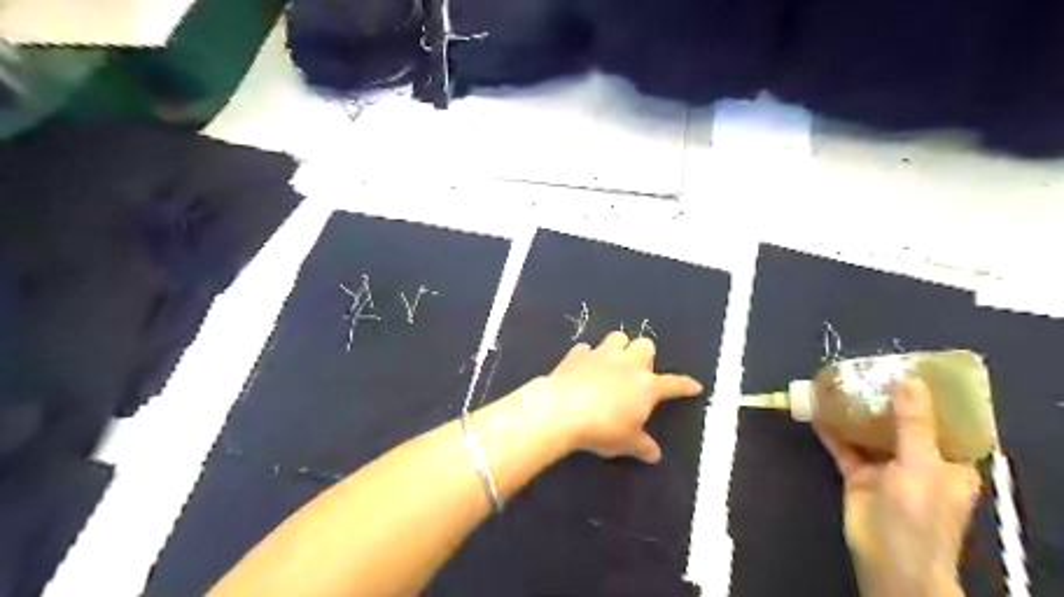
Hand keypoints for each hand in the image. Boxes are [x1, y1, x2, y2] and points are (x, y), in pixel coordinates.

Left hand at [538, 333, 704, 462]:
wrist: (563, 410)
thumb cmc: (603, 428)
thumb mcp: (626, 443)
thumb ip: (642, 446)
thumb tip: (655, 455)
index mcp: (647, 385)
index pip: (673, 384)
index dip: (685, 385)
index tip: (694, 386)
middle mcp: (627, 363)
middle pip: (645, 345)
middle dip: (645, 355)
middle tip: (638, 372)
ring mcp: (601, 354)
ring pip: (617, 337)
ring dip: (619, 347)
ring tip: (613, 361)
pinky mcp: (577, 354)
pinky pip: (586, 349)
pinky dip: (587, 356)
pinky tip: (583, 367)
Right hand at [816, 381, 984, 594]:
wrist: (888, 559)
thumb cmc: (919, 515)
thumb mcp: (921, 465)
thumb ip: (913, 423)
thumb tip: (909, 380)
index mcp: (948, 461)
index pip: (943, 422)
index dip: (928, 396)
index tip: (909, 369)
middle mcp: (918, 461)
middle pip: (901, 423)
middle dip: (884, 399)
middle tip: (867, 370)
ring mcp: (885, 468)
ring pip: (869, 432)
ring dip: (855, 412)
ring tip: (839, 383)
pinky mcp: (858, 475)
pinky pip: (843, 447)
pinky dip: (831, 430)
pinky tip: (817, 410)